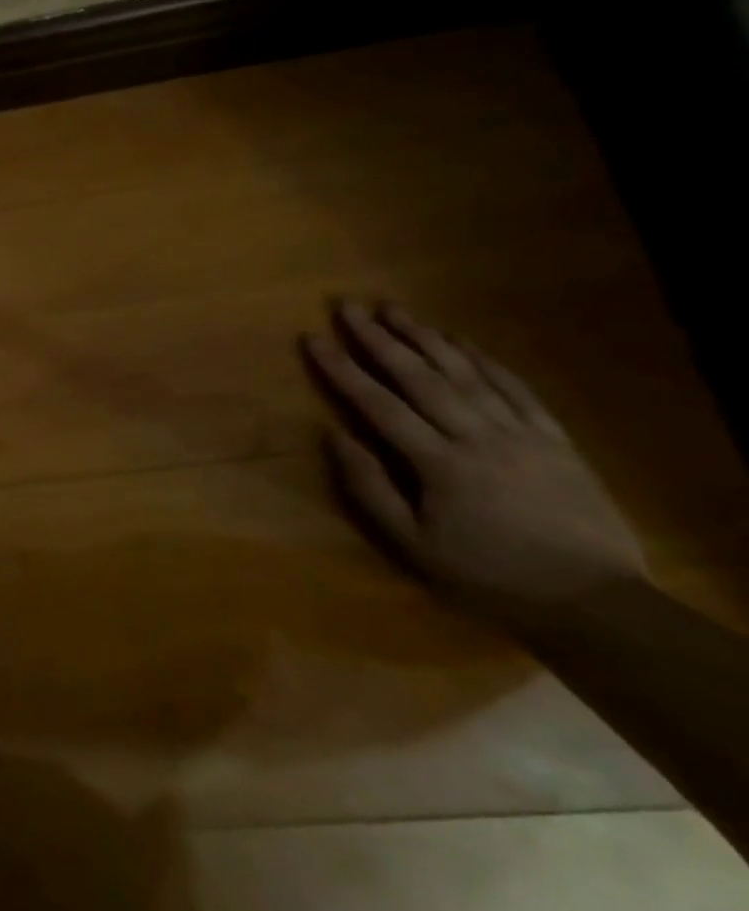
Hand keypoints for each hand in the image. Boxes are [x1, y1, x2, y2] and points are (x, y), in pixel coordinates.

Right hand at [304, 301, 647, 624]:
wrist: (596, 602)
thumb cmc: (489, 576)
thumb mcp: (413, 545)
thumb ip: (369, 488)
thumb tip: (334, 436)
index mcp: (440, 464)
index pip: (379, 405)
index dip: (343, 369)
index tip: (313, 338)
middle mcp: (479, 437)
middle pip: (421, 378)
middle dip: (381, 339)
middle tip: (350, 307)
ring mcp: (522, 434)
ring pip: (467, 374)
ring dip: (427, 338)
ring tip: (396, 310)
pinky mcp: (555, 439)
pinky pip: (517, 389)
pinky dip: (485, 360)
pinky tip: (461, 341)